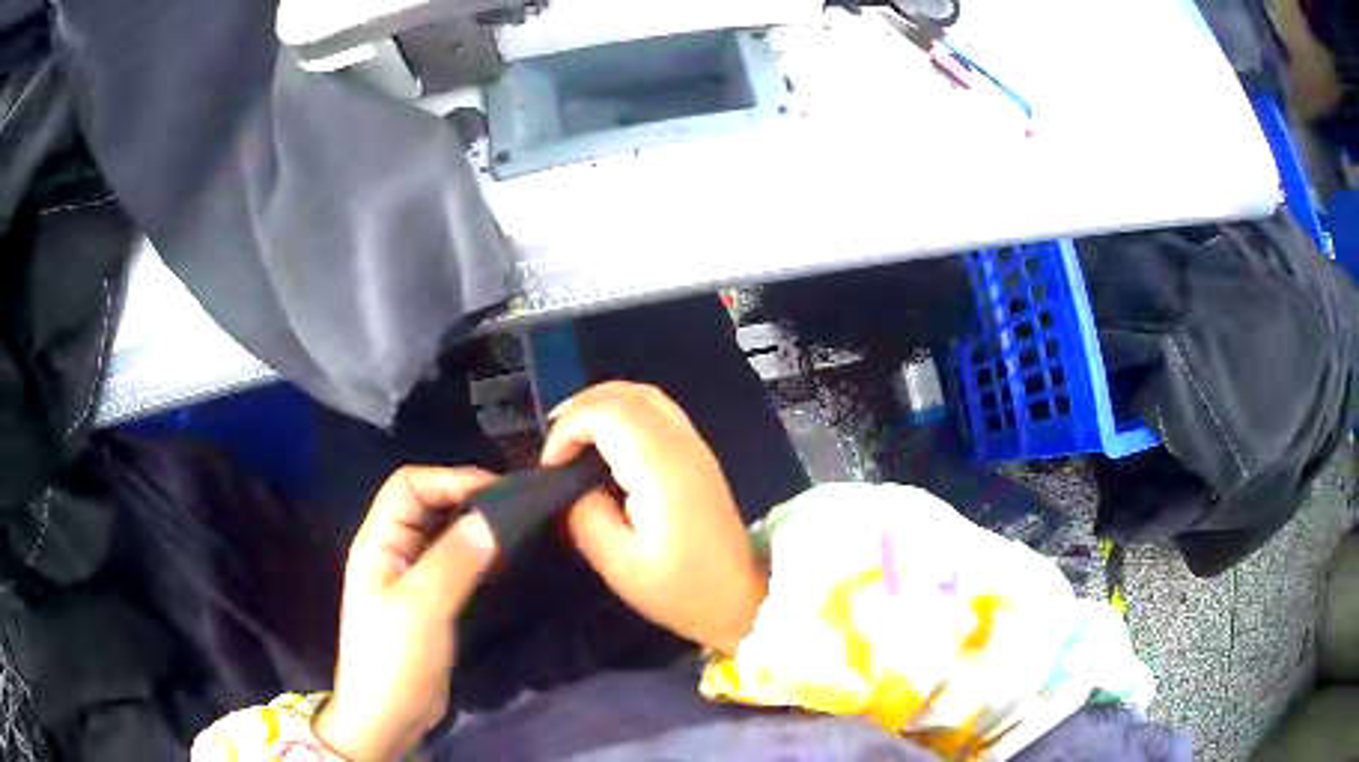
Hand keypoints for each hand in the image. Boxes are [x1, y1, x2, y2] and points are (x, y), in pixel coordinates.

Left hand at [314, 467, 498, 761]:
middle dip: (468, 499)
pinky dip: (478, 555)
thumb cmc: (394, 657)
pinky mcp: (429, 601)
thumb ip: (455, 559)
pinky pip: (454, 563)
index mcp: (379, 541)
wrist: (388, 716)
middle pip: (428, 504)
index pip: (409, 485)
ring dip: (476, 528)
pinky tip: (505, 561)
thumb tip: (494, 519)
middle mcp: (393, 550)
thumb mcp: (422, 607)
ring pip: (444, 534)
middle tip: (517, 509)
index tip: (499, 491)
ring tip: (518, 531)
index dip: (450, 479)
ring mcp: (411, 576)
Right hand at [542, 382, 766, 654]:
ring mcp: (695, 445)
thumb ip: (585, 515)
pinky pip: (657, 410)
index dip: (568, 430)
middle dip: (579, 409)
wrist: (740, 599)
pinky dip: (623, 412)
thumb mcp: (618, 564)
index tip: (552, 468)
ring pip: (643, 394)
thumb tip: (570, 486)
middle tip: (554, 448)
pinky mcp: (699, 454)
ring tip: (572, 440)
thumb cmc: (680, 590)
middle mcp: (681, 444)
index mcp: (661, 468)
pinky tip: (606, 442)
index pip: (606, 413)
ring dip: (601, 405)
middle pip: (625, 393)